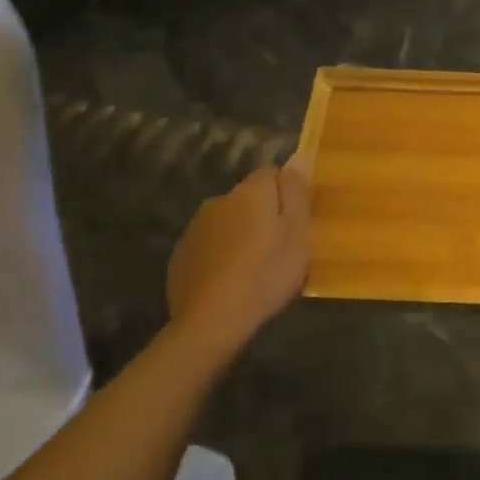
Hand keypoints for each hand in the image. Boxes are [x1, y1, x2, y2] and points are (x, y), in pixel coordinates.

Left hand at [167, 156, 312, 347]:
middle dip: (261, 213)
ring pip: (227, 220)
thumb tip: (298, 156)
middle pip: (248, 197)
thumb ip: (297, 192)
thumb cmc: (266, 274)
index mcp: (250, 192)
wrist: (211, 322)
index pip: (271, 172)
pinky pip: (209, 244)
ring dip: (239, 233)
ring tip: (253, 266)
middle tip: (278, 246)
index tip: (295, 220)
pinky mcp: (180, 255)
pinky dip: (219, 254)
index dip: (286, 193)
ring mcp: (195, 228)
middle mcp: (219, 200)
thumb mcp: (297, 233)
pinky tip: (228, 280)